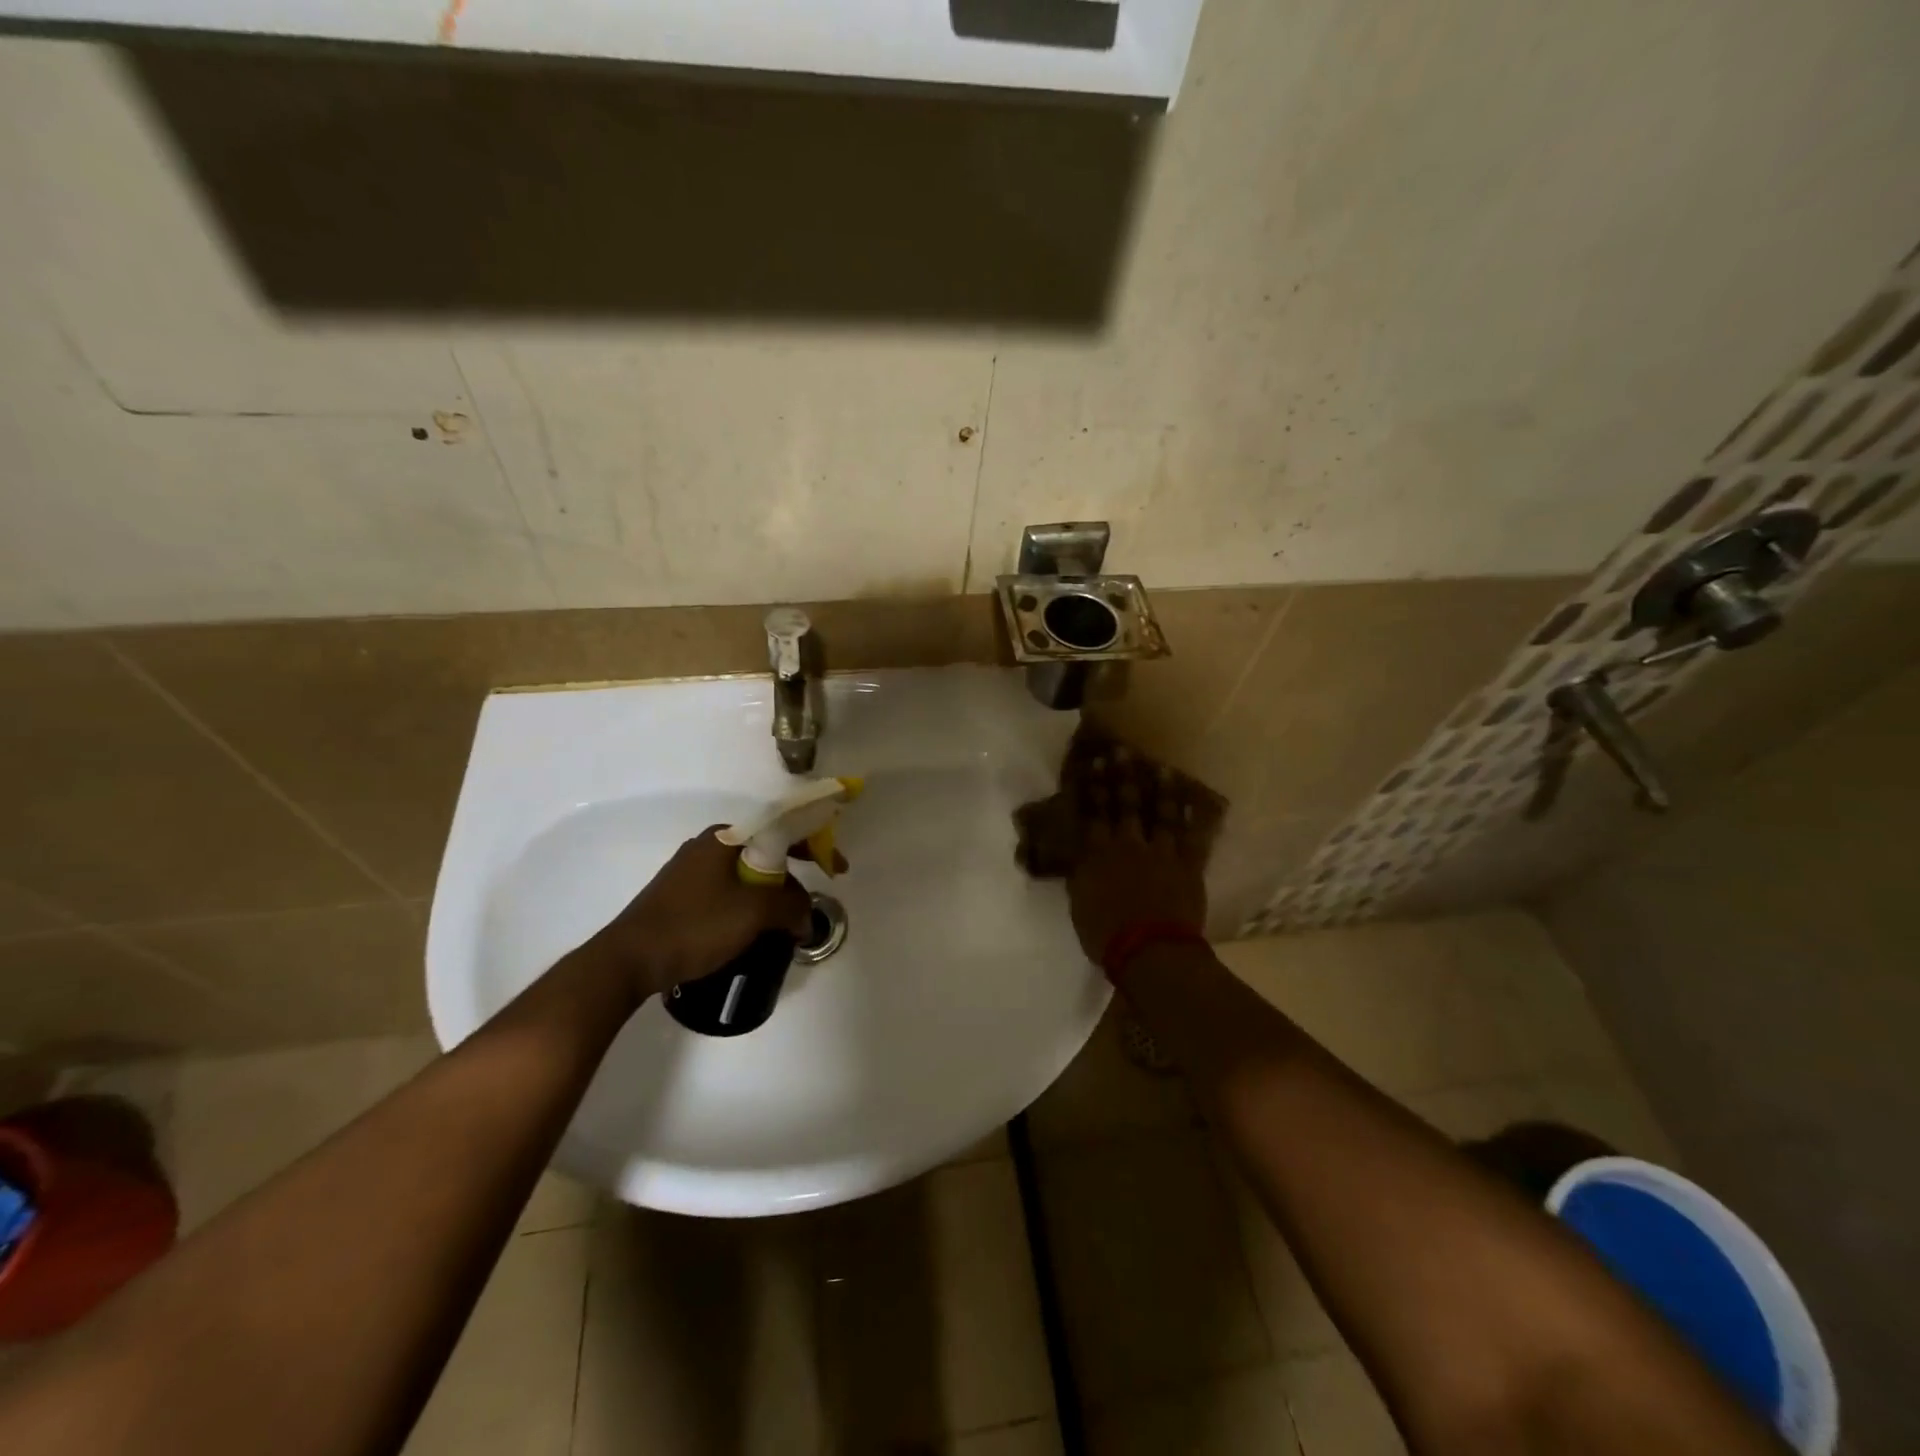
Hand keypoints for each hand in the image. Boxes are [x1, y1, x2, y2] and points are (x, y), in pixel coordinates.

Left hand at [582, 826, 814, 1002]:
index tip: (836, 869)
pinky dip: (747, 907)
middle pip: (765, 854)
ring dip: (769, 896)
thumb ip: (790, 906)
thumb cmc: (695, 926)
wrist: (628, 959)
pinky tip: (750, 931)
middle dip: (792, 878)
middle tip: (807, 904)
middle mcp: (707, 847)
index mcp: (725, 838)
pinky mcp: (679, 897)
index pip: (782, 829)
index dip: (815, 846)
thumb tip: (804, 916)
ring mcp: (689, 872)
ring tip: (783, 923)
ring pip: (745, 877)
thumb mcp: (754, 913)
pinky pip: (727, 893)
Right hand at [1066, 745, 1208, 962]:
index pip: (1092, 812)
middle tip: (1121, 752)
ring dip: (1160, 789)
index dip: (1092, 786)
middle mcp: (1128, 844)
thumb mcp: (1078, 903)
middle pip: (1124, 804)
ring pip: (1161, 813)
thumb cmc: (1105, 934)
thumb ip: (1078, 875)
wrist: (1150, 950)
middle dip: (1122, 776)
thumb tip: (1074, 858)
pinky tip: (1197, 802)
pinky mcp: (1188, 866)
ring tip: (1160, 767)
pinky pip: (1194, 837)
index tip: (1092, 763)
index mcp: (1097, 853)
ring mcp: (1161, 852)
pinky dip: (1195, 819)